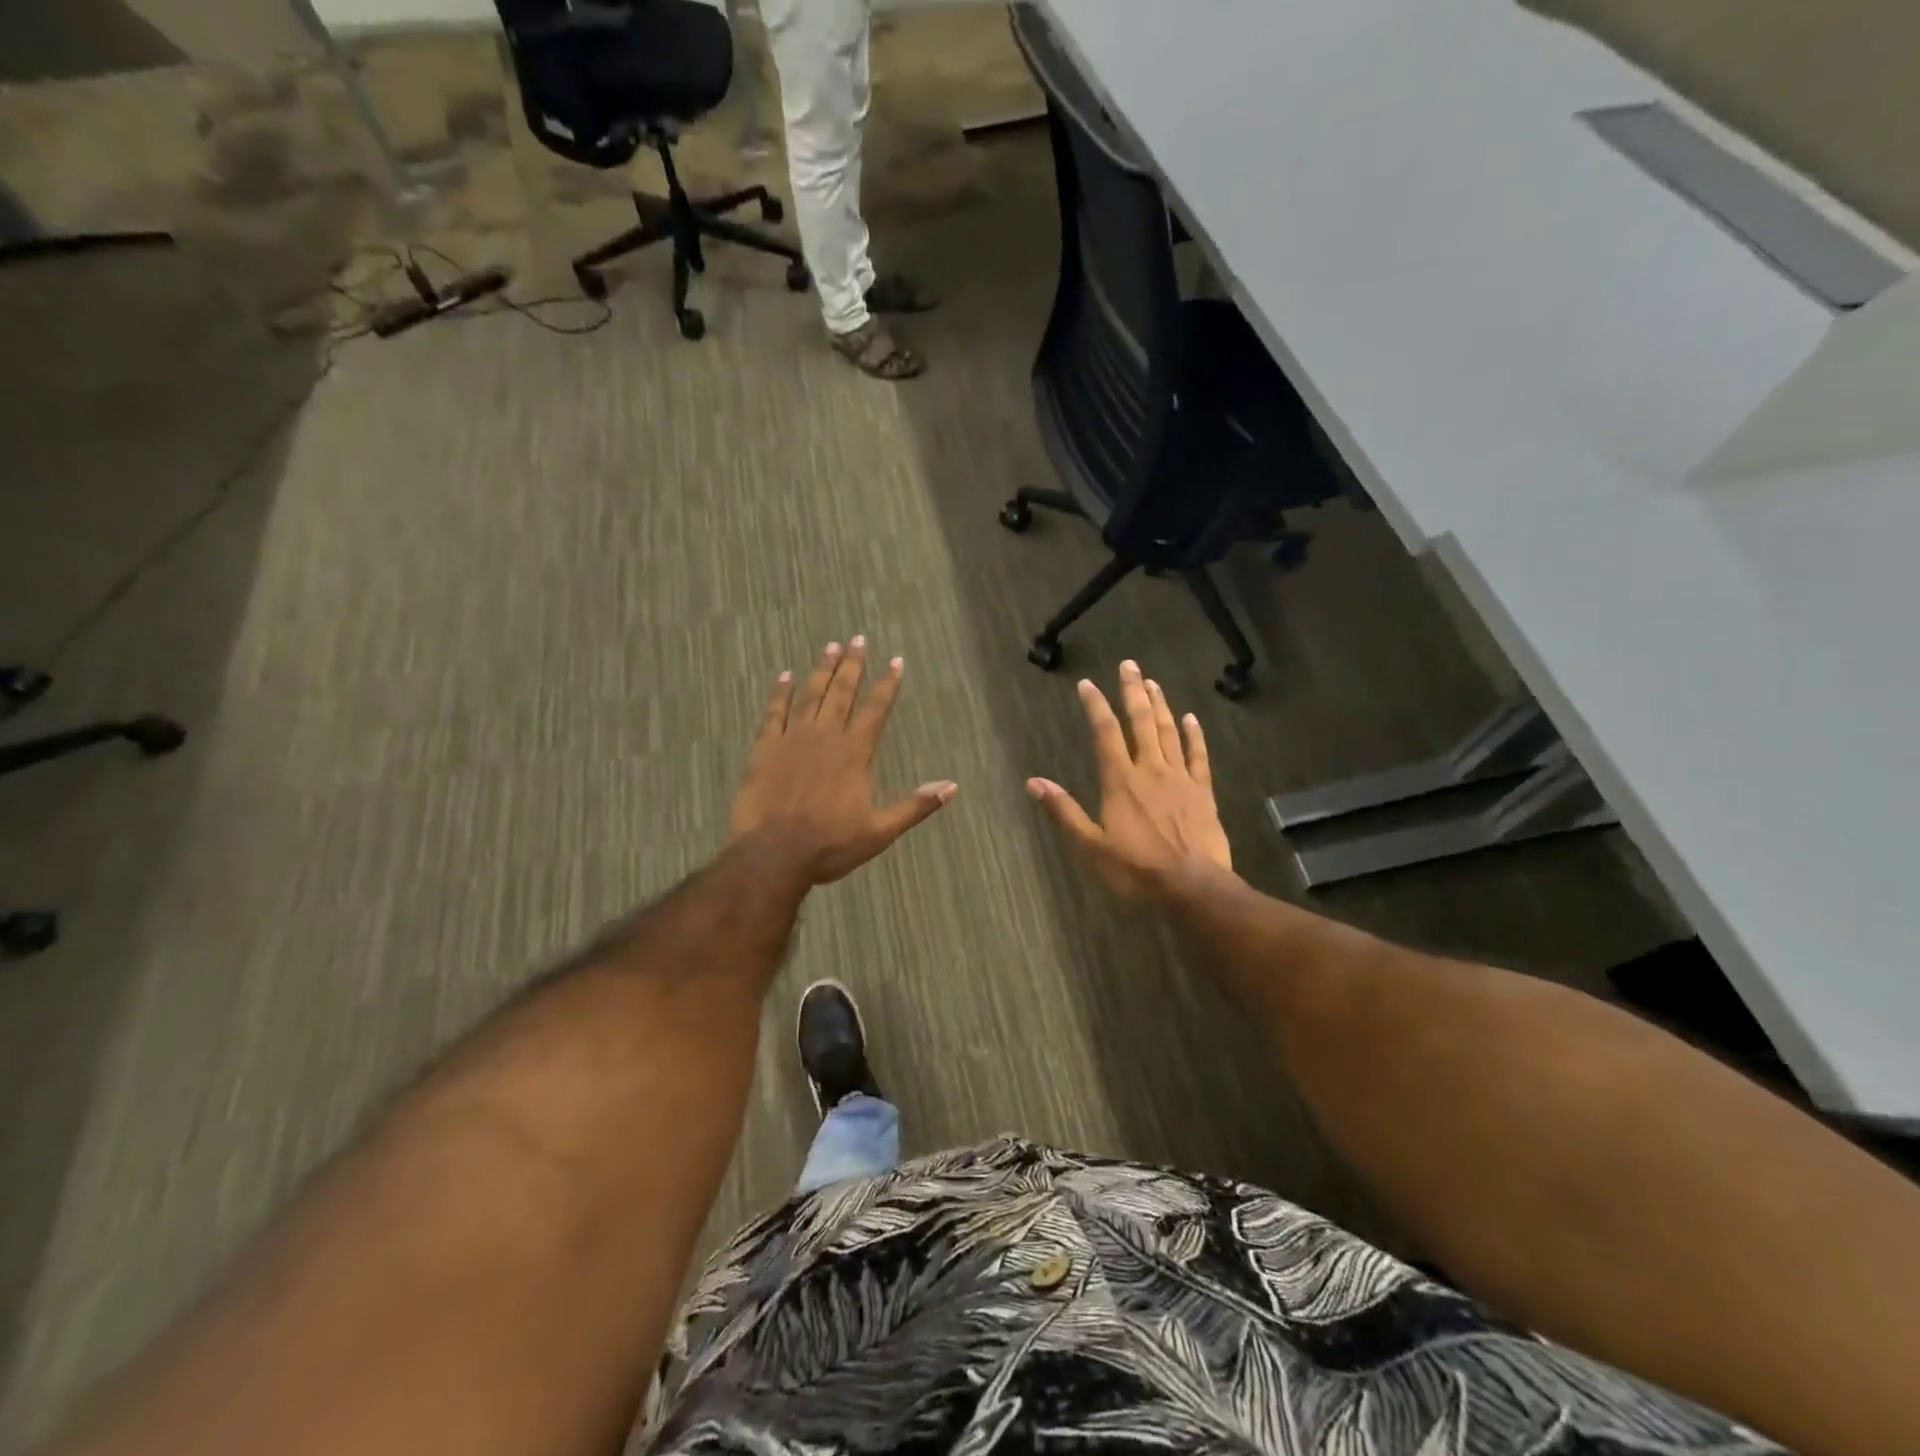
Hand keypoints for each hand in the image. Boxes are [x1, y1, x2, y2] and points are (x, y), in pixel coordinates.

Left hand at [730, 638, 957, 884]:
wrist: (774, 853)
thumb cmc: (830, 845)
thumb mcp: (880, 831)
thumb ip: (915, 806)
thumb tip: (952, 787)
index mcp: (855, 753)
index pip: (876, 710)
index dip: (888, 684)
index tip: (895, 661)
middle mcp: (826, 737)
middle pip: (842, 693)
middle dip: (853, 665)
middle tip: (858, 639)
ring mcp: (793, 739)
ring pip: (810, 695)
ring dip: (822, 670)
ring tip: (830, 647)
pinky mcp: (765, 748)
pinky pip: (774, 713)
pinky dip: (780, 693)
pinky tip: (784, 676)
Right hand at [1027, 661, 1232, 897]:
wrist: (1193, 887)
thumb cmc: (1136, 870)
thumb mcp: (1091, 846)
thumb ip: (1064, 811)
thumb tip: (1033, 783)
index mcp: (1120, 781)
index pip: (1105, 732)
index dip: (1096, 705)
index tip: (1087, 684)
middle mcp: (1150, 770)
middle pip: (1141, 722)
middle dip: (1133, 692)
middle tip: (1130, 665)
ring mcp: (1180, 778)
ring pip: (1169, 732)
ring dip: (1160, 705)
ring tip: (1153, 682)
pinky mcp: (1203, 792)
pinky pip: (1198, 756)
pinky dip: (1194, 735)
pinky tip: (1191, 718)